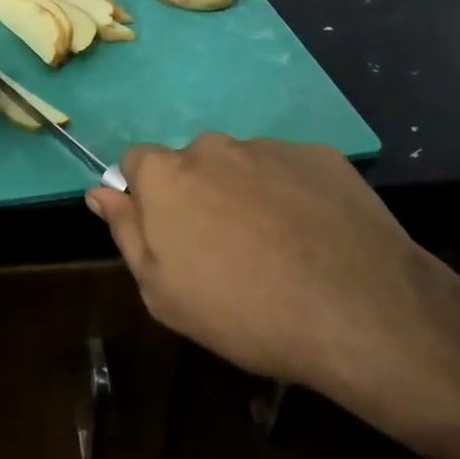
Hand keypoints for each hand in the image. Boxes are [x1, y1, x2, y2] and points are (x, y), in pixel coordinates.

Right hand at [87, 136, 459, 427]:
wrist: (359, 312)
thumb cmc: (243, 311)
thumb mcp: (163, 292)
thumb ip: (126, 232)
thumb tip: (100, 191)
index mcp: (167, 175)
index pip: (136, 162)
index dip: (147, 198)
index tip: (170, 236)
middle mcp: (212, 147)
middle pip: (191, 164)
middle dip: (198, 196)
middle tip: (226, 251)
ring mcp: (269, 147)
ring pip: (242, 167)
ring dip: (246, 195)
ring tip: (279, 249)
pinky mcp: (319, 156)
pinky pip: (289, 171)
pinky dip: (292, 195)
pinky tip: (315, 238)